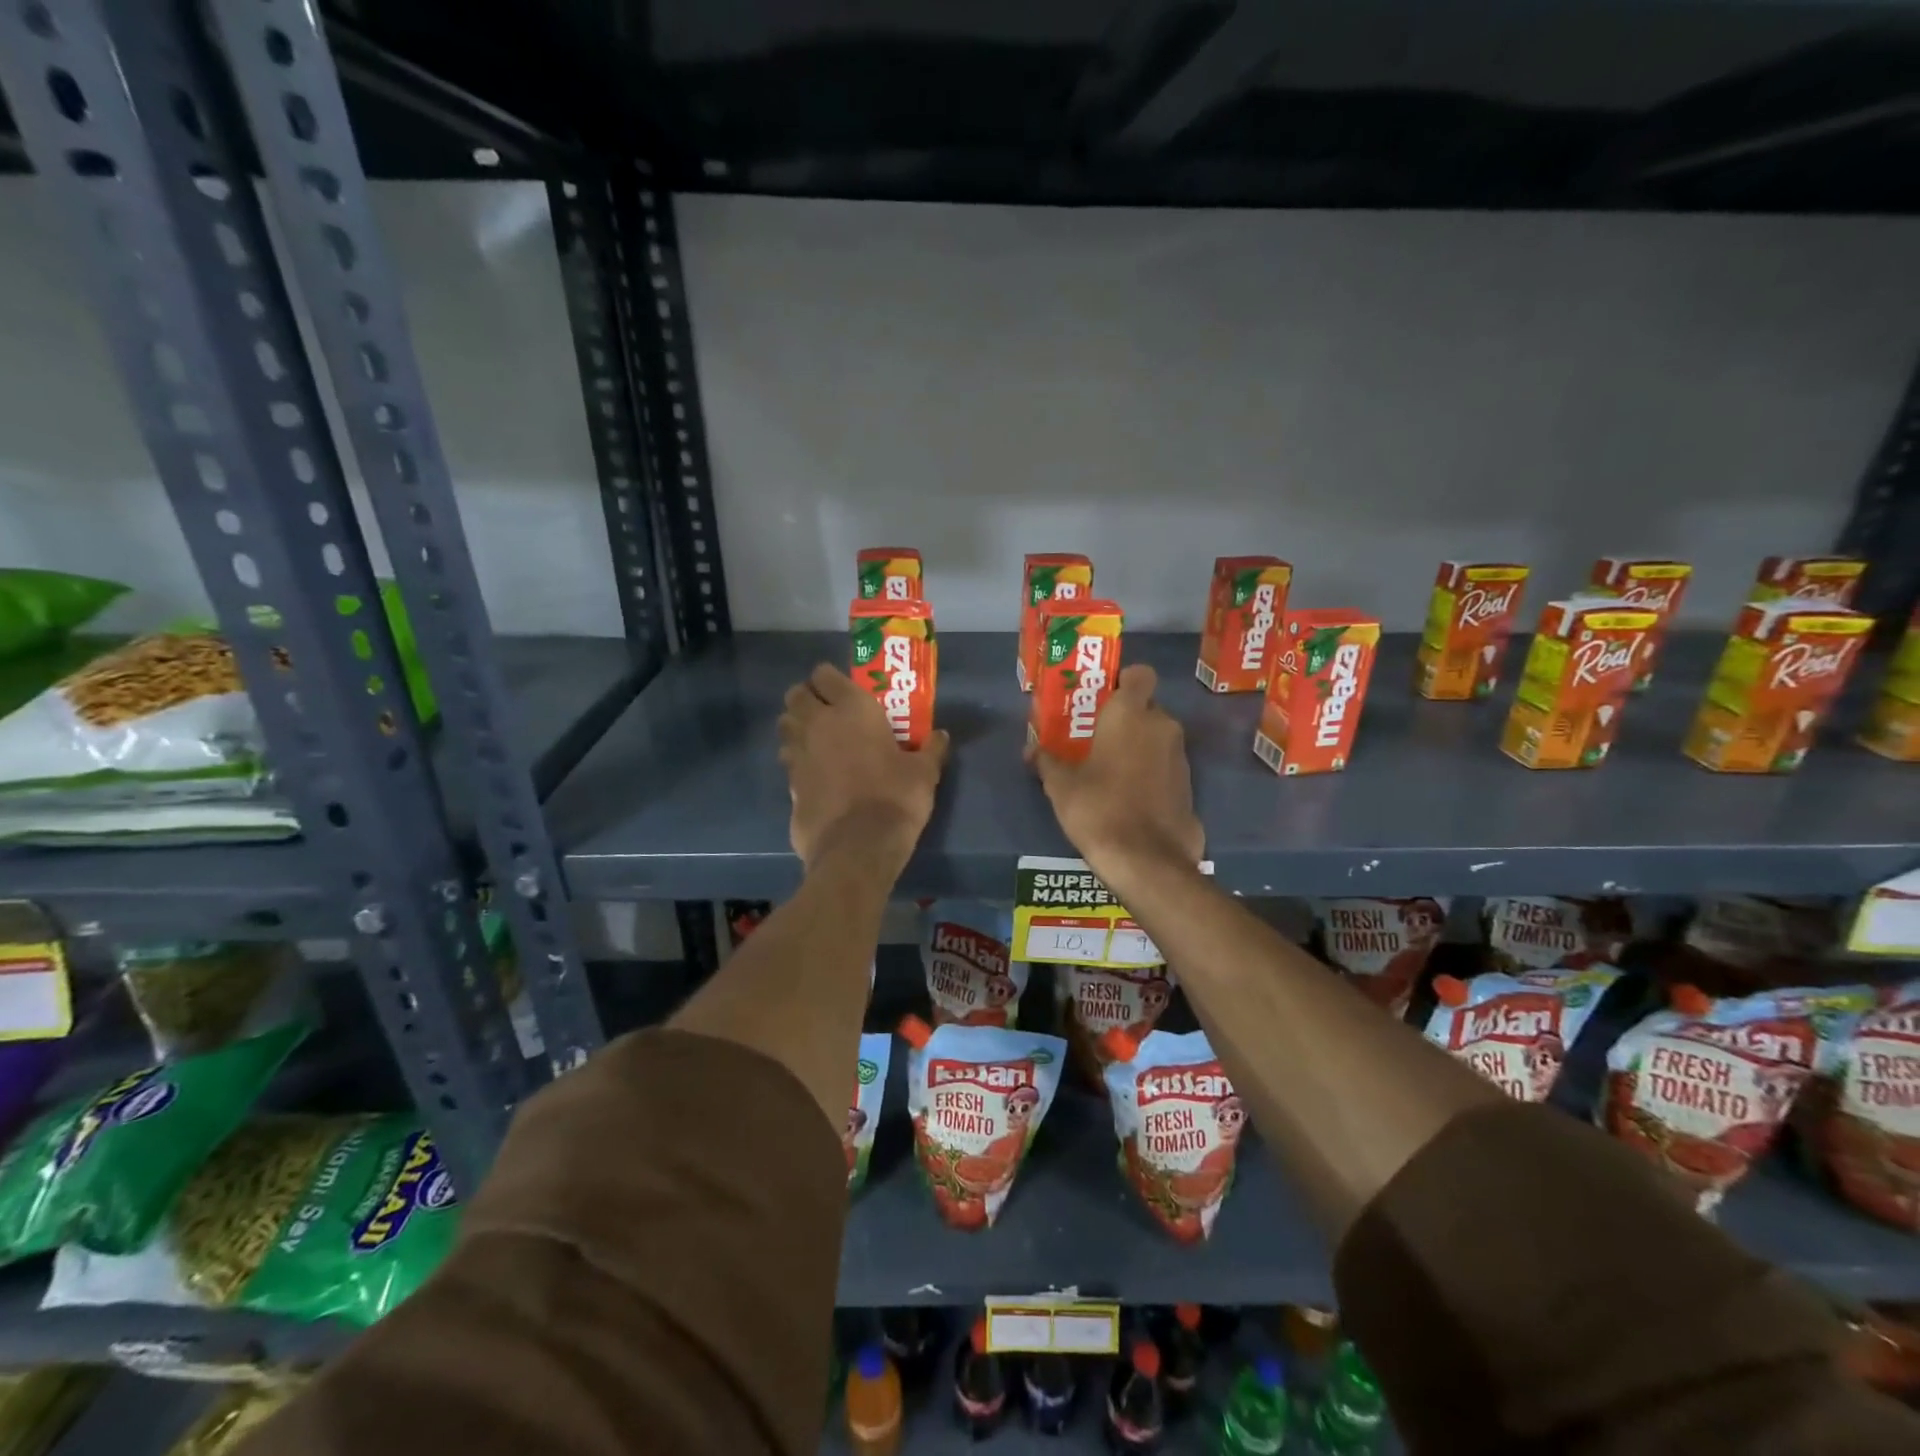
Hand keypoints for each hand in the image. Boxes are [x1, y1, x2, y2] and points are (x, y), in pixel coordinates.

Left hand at [778, 664, 949, 874]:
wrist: (858, 847)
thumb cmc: (895, 798)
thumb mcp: (924, 773)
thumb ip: (931, 749)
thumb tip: (941, 735)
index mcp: (851, 709)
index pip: (825, 674)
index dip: (831, 678)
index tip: (844, 689)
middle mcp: (818, 723)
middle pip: (796, 695)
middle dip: (807, 698)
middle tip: (827, 711)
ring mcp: (799, 754)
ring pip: (786, 725)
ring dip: (797, 726)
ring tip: (817, 739)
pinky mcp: (789, 784)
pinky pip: (788, 760)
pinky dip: (797, 760)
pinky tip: (814, 773)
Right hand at [1026, 664, 1202, 878]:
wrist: (1147, 861)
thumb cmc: (1099, 809)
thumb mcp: (1061, 786)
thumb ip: (1047, 760)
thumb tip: (1031, 750)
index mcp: (1131, 714)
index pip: (1139, 674)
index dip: (1124, 681)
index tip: (1103, 698)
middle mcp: (1162, 726)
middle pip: (1146, 708)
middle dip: (1125, 719)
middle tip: (1095, 738)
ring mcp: (1180, 757)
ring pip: (1157, 737)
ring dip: (1138, 747)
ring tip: (1108, 770)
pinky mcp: (1189, 786)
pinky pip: (1165, 765)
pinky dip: (1150, 772)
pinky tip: (1127, 795)